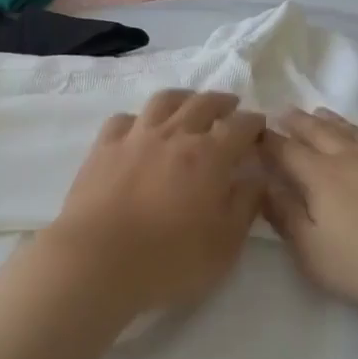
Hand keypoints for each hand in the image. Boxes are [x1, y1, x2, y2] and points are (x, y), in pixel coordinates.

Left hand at [41, 90, 265, 318]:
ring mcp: (136, 137)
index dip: (254, 122)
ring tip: (189, 104)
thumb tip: (257, 177)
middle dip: (222, 102)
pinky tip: (140, 128)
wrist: (98, 260)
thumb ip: (245, 205)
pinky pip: (124, 119)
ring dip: (183, 98)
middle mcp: (175, 135)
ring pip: (164, 101)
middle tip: (231, 106)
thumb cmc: (170, 259)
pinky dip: (139, 118)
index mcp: (210, 156)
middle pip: (203, 103)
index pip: (240, 126)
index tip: (260, 126)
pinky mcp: (104, 147)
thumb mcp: (225, 244)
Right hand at [263, 109, 357, 318]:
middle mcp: (353, 158)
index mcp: (321, 177)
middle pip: (319, 133)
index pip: (285, 152)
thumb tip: (263, 186)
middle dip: (297, 123)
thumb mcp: (316, 255)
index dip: (266, 141)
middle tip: (283, 111)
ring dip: (335, 122)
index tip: (252, 131)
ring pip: (357, 132)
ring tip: (321, 113)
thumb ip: (287, 218)